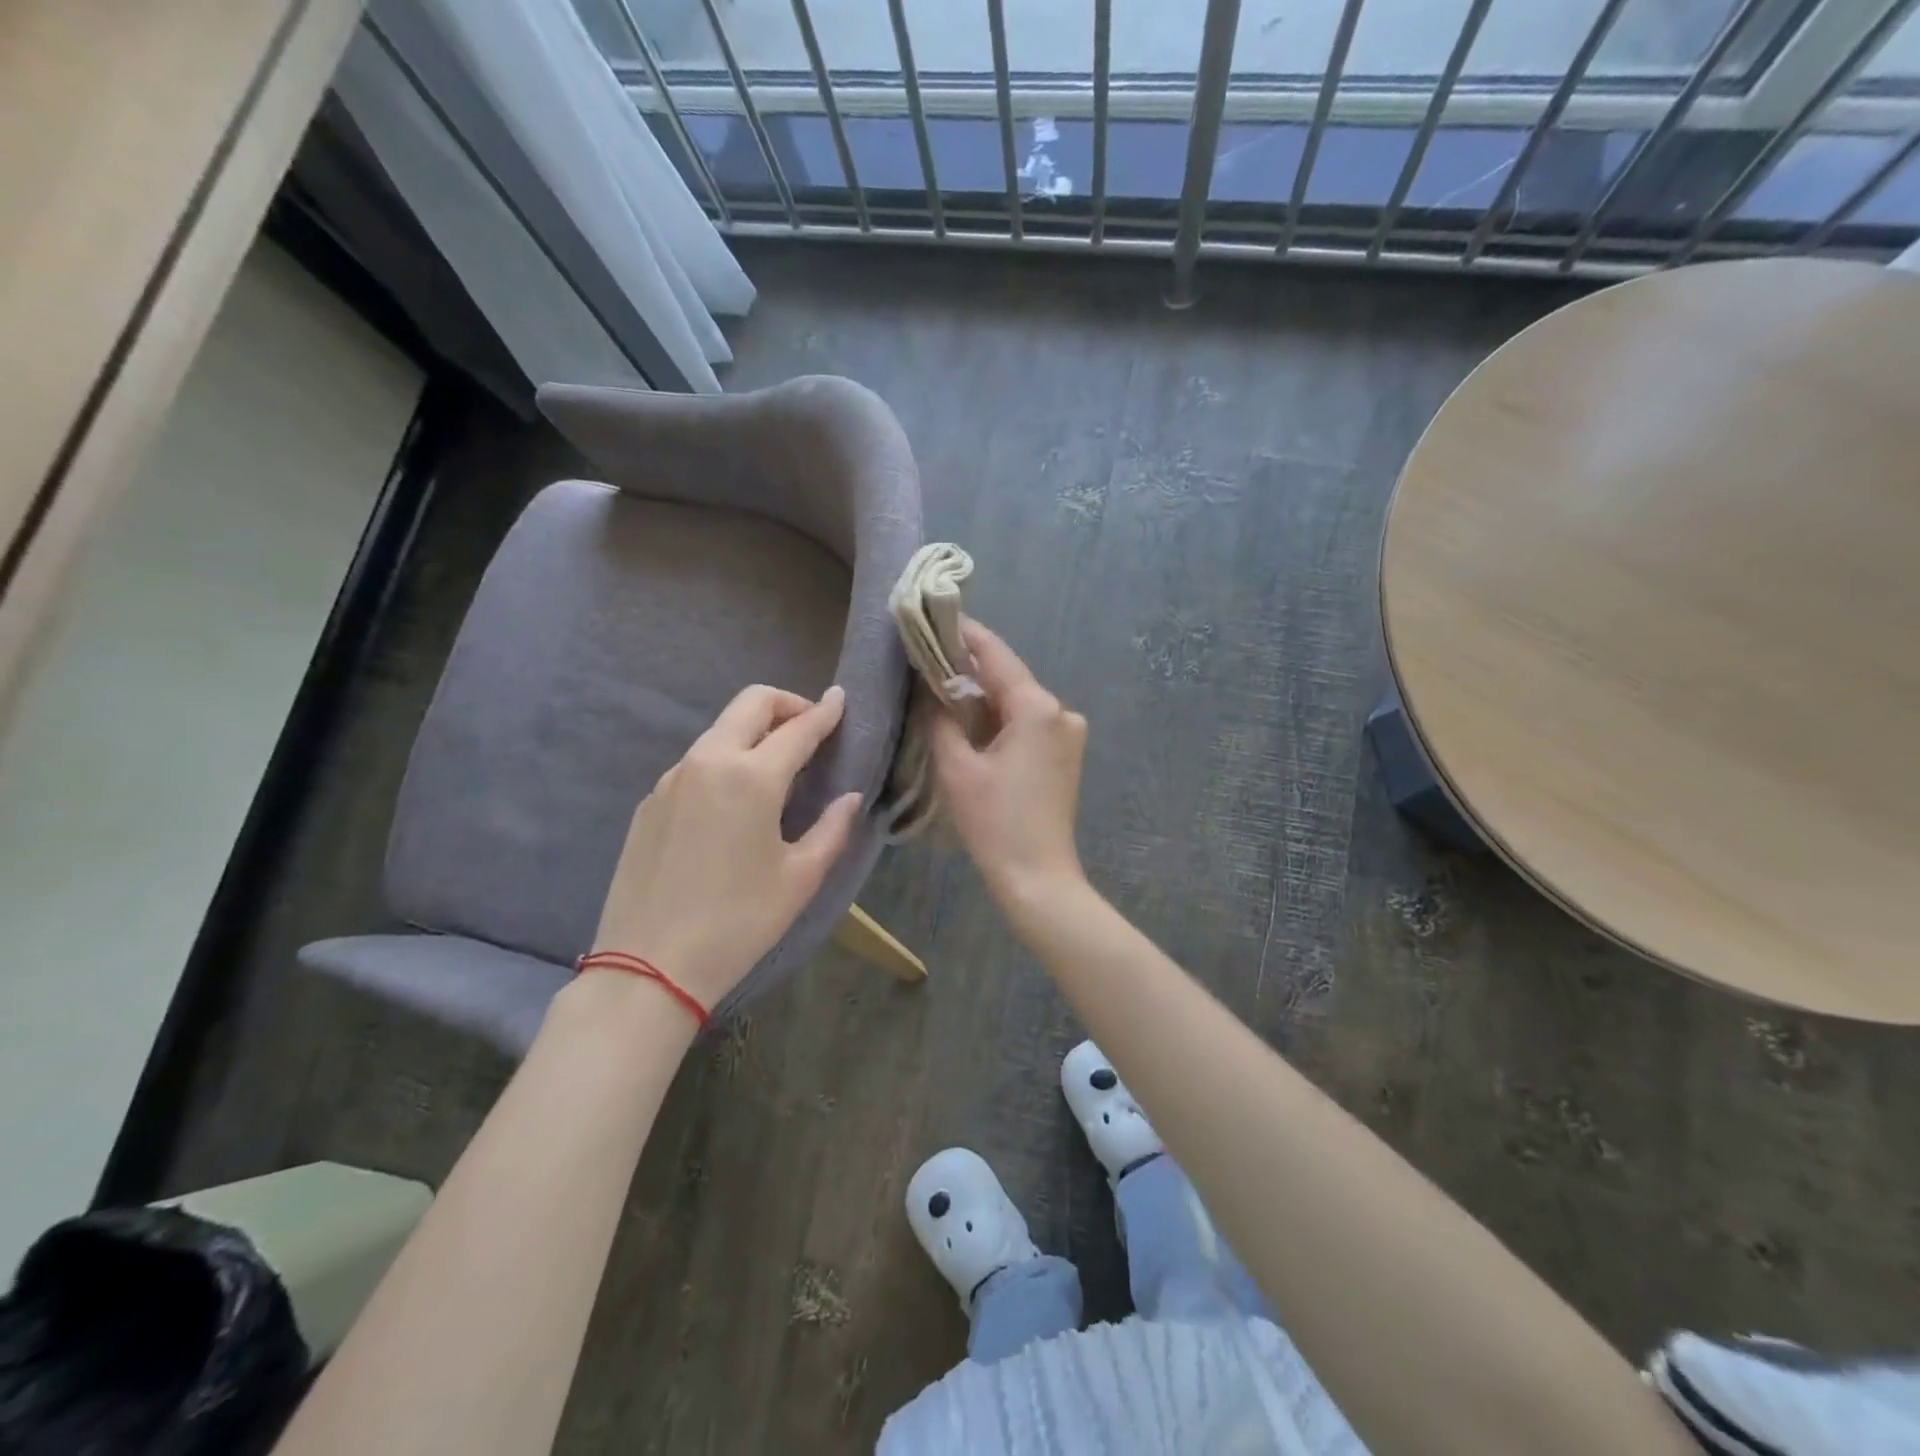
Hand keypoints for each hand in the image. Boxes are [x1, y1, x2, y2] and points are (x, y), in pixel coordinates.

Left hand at [591, 684, 862, 1011]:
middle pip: (750, 704)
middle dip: (787, 704)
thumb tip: (849, 797)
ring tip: (778, 768)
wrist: (648, 967)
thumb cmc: (738, 922)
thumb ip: (832, 828)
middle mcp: (707, 762)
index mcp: (750, 777)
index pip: (798, 728)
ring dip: (754, 732)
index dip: (825, 712)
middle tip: (811, 729)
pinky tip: (734, 803)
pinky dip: (725, 760)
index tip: (842, 699)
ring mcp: (671, 779)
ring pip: (720, 730)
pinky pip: (696, 762)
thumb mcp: (800, 878)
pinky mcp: (650, 802)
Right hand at [932, 620, 1088, 910]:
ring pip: (1017, 700)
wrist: (1038, 877)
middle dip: (969, 668)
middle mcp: (1061, 710)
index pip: (995, 655)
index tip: (934, 615)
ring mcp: (1069, 732)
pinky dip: (1000, 718)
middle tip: (927, 656)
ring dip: (983, 696)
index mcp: (1037, 707)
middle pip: (1008, 677)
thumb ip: (941, 719)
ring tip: (940, 687)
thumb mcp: (957, 768)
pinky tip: (971, 721)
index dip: (963, 633)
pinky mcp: (1066, 753)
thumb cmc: (995, 822)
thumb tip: (930, 690)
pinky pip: (1028, 722)